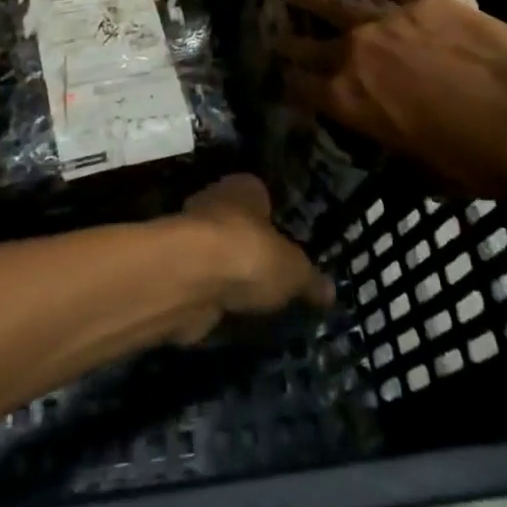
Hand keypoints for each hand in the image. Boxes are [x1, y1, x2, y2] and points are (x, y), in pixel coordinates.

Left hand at [170, 175, 333, 342]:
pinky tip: (231, 318)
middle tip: (275, 281)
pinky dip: (214, 300)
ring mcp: (191, 236)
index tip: (290, 250)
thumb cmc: (249, 254)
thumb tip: (330, 291)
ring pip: (218, 256)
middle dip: (252, 251)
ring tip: (256, 306)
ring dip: (230, 278)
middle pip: (238, 226)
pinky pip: (204, 284)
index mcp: (244, 187)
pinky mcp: (176, 270)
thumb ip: (310, 279)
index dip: (276, 223)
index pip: (263, 198)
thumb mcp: (294, 270)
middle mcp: (214, 202)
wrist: (190, 277)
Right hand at [275, 0, 506, 210]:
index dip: (291, 87)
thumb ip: (398, 146)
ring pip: (336, 3)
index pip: (303, 91)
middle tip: (278, 35)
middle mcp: (355, 55)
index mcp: (350, 102)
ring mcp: (386, 20)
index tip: (284, 81)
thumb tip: (395, 141)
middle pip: (310, 45)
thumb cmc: (480, 160)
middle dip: (291, 41)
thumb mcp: (428, 170)